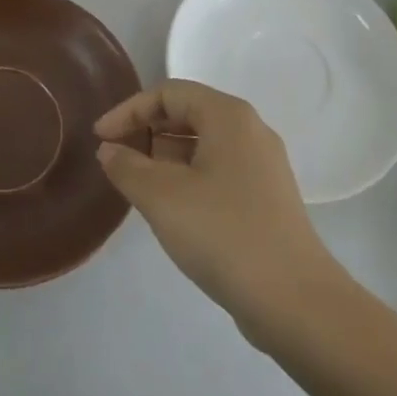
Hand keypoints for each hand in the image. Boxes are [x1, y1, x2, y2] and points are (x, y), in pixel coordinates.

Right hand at [95, 81, 335, 333]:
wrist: (295, 302)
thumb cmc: (223, 234)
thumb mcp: (161, 197)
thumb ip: (127, 167)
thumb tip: (110, 150)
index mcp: (228, 116)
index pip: (168, 93)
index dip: (129, 110)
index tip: (100, 138)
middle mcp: (250, 130)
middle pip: (187, 114)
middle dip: (147, 132)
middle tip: (117, 160)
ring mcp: (263, 165)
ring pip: (203, 145)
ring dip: (165, 158)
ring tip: (138, 186)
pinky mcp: (267, 198)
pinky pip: (218, 170)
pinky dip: (188, 178)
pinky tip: (172, 209)